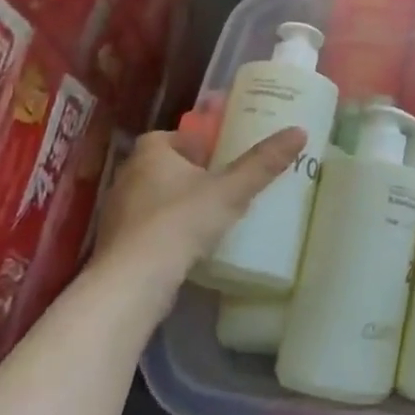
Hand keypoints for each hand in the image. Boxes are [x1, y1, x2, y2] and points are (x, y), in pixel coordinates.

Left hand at [92, 126, 307, 278]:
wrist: (133, 282)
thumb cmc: (180, 221)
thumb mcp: (231, 190)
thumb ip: (263, 163)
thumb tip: (299, 132)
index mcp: (150, 153)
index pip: (170, 137)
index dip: (193, 144)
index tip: (217, 157)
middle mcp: (127, 176)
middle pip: (161, 166)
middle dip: (187, 174)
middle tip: (220, 184)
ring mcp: (117, 212)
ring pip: (151, 198)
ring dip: (175, 203)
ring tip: (208, 215)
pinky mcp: (115, 245)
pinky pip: (145, 227)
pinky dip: (164, 231)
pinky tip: (187, 245)